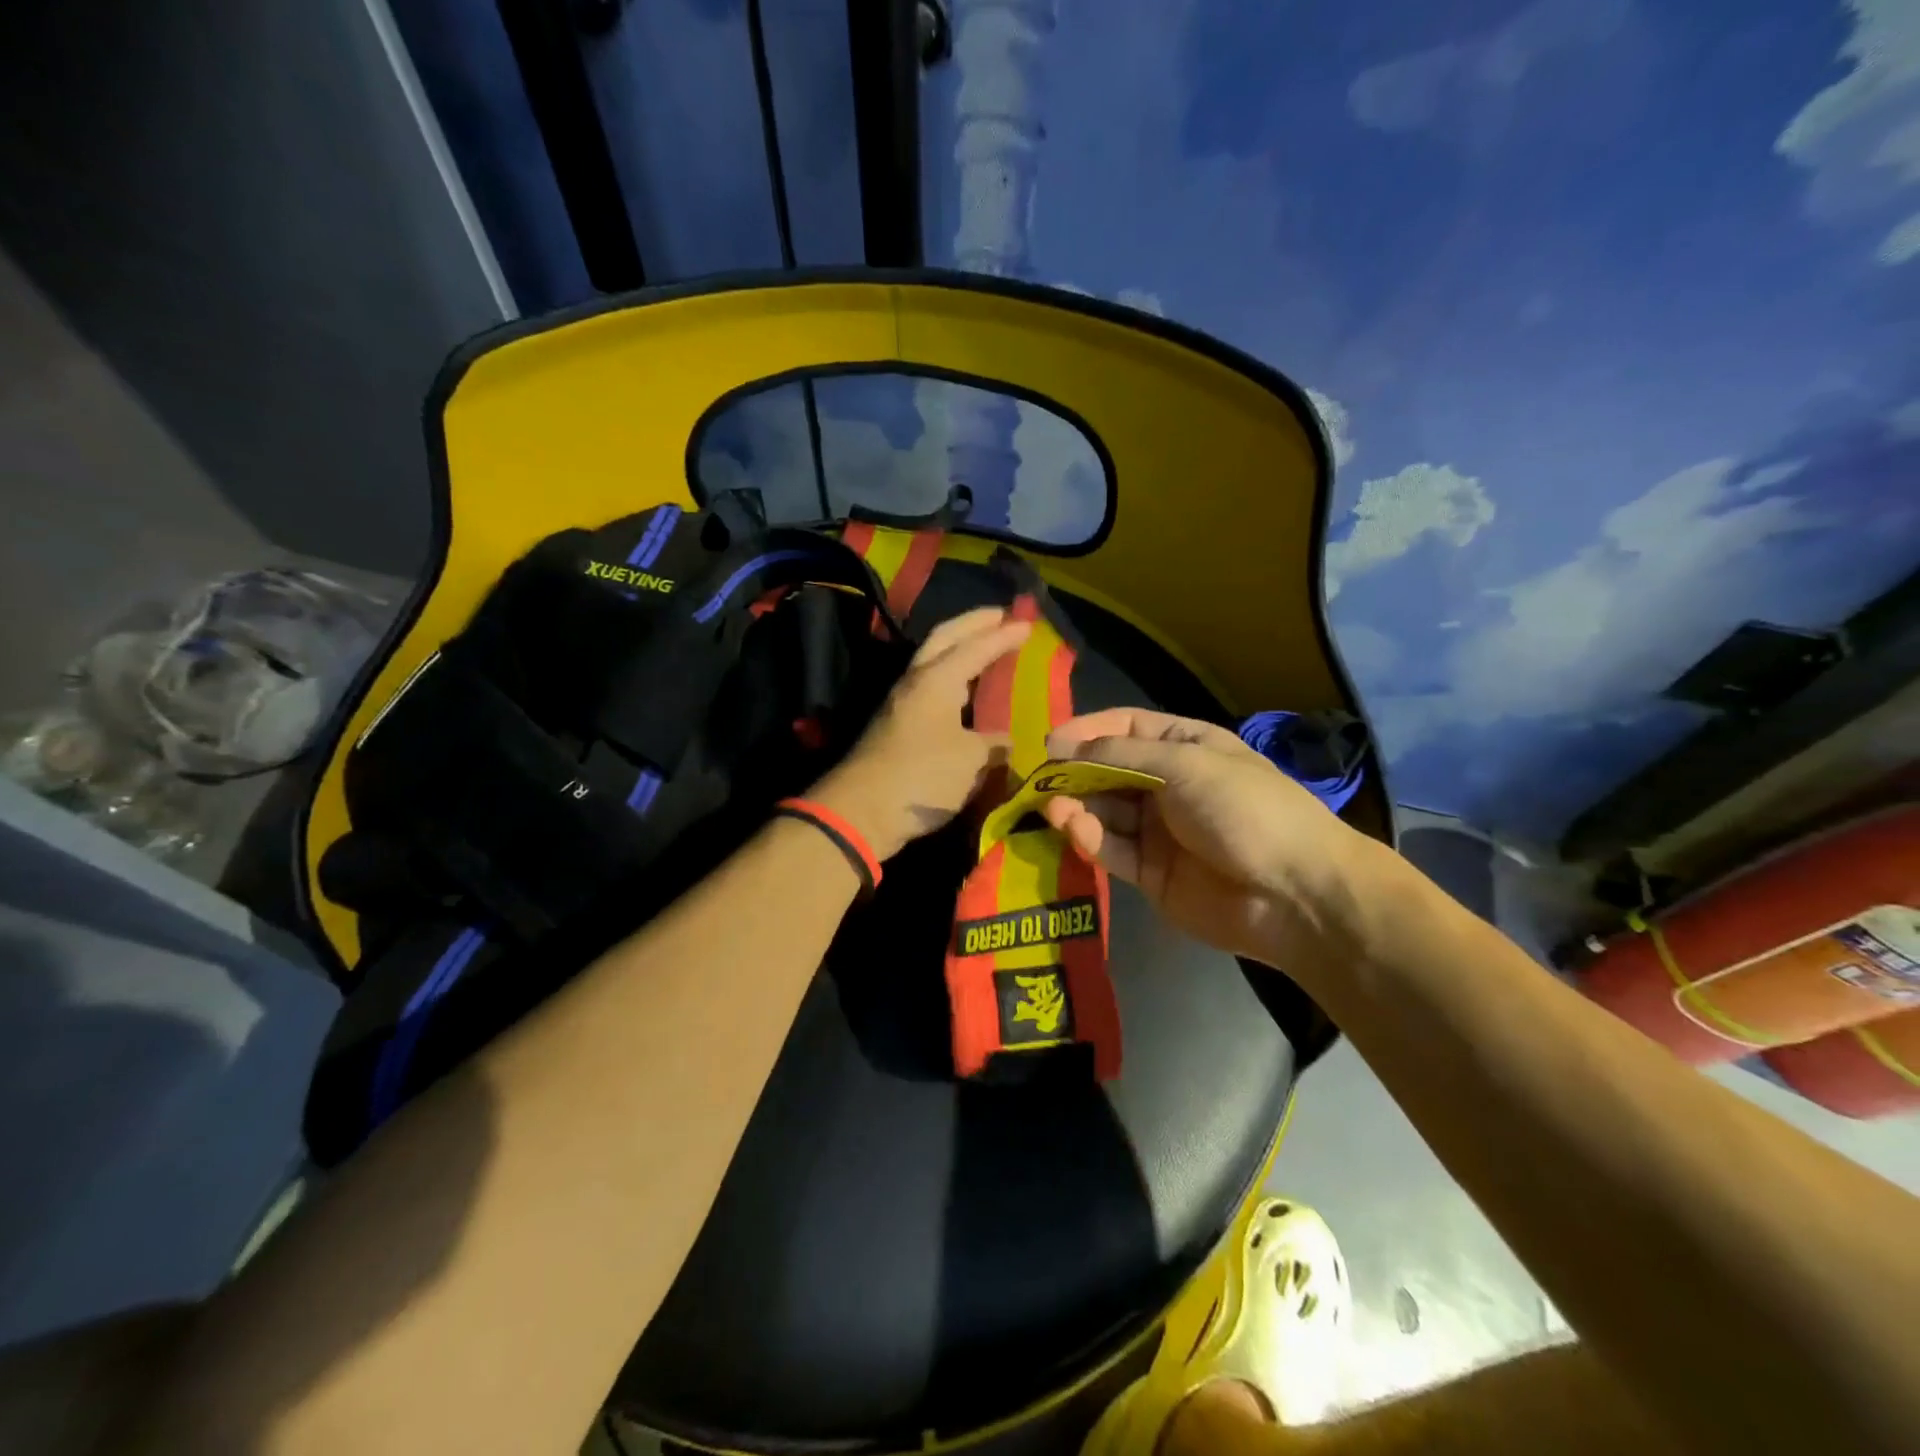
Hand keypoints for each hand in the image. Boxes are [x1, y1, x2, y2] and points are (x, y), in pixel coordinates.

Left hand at [811, 608, 1029, 861]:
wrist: (861, 811)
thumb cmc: (922, 776)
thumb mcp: (970, 761)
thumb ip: (993, 745)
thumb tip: (1007, 743)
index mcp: (937, 679)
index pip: (975, 647)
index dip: (1003, 635)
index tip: (1028, 624)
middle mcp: (916, 682)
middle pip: (944, 639)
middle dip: (973, 624)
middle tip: (1000, 616)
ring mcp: (902, 703)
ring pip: (934, 662)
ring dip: (959, 649)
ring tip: (985, 649)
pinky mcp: (896, 726)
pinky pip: (931, 688)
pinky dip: (952, 679)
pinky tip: (965, 693)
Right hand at [1041, 708, 1372, 967]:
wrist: (1294, 894)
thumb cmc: (1245, 809)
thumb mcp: (1186, 764)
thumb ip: (1122, 754)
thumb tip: (1064, 746)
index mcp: (1187, 747)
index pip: (1127, 728)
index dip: (1088, 730)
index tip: (1051, 741)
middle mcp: (1168, 785)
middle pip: (1109, 771)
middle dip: (1074, 772)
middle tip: (1038, 779)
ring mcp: (1159, 831)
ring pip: (1105, 811)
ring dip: (1077, 806)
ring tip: (1050, 806)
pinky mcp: (1150, 873)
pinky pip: (1112, 849)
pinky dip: (1090, 838)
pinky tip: (1074, 829)